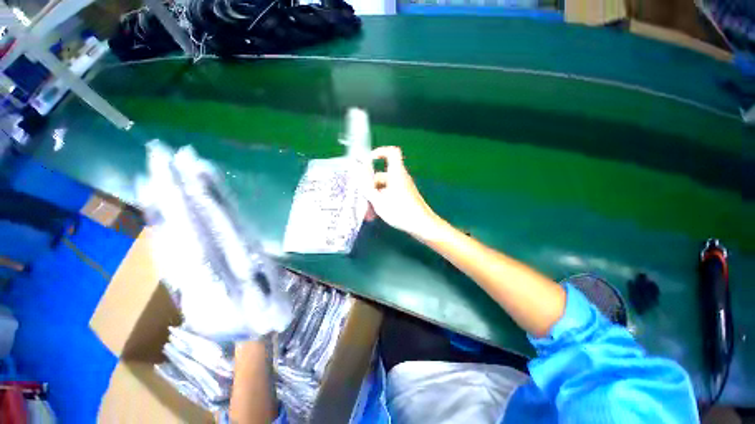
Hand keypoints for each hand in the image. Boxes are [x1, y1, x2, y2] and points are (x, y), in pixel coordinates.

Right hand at [366, 146, 439, 239]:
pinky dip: (382, 201)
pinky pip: (390, 194)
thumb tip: (358, 173)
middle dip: (370, 187)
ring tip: (368, 212)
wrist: (422, 225)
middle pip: (382, 175)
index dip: (380, 152)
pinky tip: (375, 215)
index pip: (392, 152)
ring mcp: (403, 188)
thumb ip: (367, 187)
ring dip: (374, 198)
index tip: (368, 161)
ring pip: (384, 188)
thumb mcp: (379, 201)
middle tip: (362, 199)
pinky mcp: (405, 196)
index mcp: (396, 173)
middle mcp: (400, 178)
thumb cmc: (400, 211)